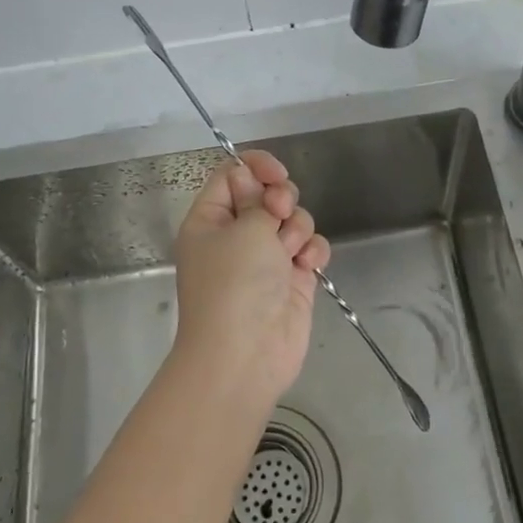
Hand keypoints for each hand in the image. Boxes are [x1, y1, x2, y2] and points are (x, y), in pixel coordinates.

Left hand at [172, 148, 331, 408]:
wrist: (246, 355)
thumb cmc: (235, 283)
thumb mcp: (243, 228)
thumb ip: (258, 198)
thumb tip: (257, 184)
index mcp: (211, 219)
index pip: (232, 175)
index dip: (256, 167)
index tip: (277, 172)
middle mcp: (236, 235)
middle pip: (267, 195)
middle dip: (281, 198)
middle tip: (278, 213)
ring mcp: (266, 258)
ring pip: (293, 220)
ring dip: (297, 228)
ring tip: (289, 252)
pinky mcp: (293, 279)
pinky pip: (310, 248)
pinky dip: (312, 252)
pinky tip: (307, 265)